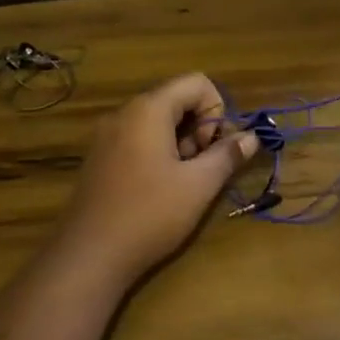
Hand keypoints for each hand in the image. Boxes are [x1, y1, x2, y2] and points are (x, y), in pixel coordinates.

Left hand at [49, 73, 258, 281]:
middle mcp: (124, 113)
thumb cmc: (149, 214)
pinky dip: (158, 154)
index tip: (214, 149)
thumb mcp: (199, 185)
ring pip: (158, 122)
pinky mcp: (99, 158)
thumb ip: (228, 155)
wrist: (88, 256)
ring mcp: (107, 136)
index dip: (217, 111)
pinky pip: (138, 140)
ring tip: (184, 183)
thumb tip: (252, 137)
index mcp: (148, 109)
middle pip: (177, 100)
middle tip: (203, 169)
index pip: (197, 83)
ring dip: (181, 144)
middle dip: (200, 129)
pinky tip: (160, 190)